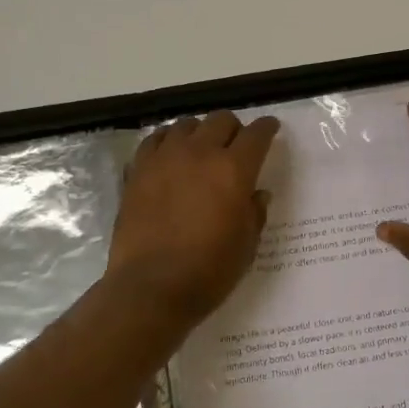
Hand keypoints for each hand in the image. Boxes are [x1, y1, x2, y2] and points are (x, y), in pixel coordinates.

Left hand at [107, 111, 280, 324]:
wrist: (151, 287)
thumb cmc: (208, 271)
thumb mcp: (246, 246)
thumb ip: (254, 213)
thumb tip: (257, 193)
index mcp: (233, 170)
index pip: (256, 135)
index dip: (267, 128)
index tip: (270, 129)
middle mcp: (200, 153)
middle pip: (221, 120)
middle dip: (233, 129)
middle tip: (235, 146)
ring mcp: (165, 158)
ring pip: (187, 124)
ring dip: (200, 132)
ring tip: (201, 149)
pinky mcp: (138, 170)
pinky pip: (155, 140)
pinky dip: (168, 141)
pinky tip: (170, 156)